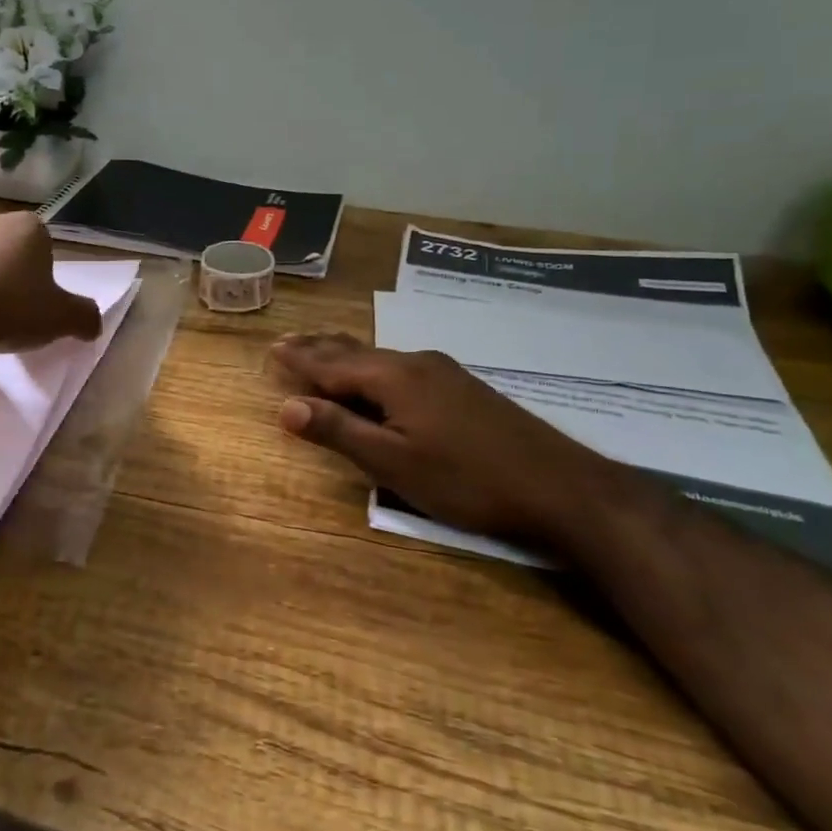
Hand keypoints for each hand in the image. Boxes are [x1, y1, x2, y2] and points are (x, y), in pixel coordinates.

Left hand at [0, 212, 103, 354]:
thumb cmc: (8, 308)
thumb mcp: (60, 319)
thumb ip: (84, 317)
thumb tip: (93, 324)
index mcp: (27, 228)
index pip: (44, 245)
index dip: (43, 276)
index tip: (38, 305)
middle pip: (5, 251)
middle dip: (8, 278)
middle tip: (9, 315)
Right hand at [270, 333, 640, 551]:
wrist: (560, 488)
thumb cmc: (467, 480)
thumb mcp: (394, 464)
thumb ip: (340, 431)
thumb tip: (286, 406)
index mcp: (394, 377)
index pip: (332, 364)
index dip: (300, 360)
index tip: (272, 349)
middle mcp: (416, 363)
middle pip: (355, 352)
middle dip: (319, 349)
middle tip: (287, 342)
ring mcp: (444, 372)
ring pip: (380, 358)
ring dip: (346, 356)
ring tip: (322, 352)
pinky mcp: (463, 387)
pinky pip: (401, 367)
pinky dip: (373, 368)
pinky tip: (378, 375)